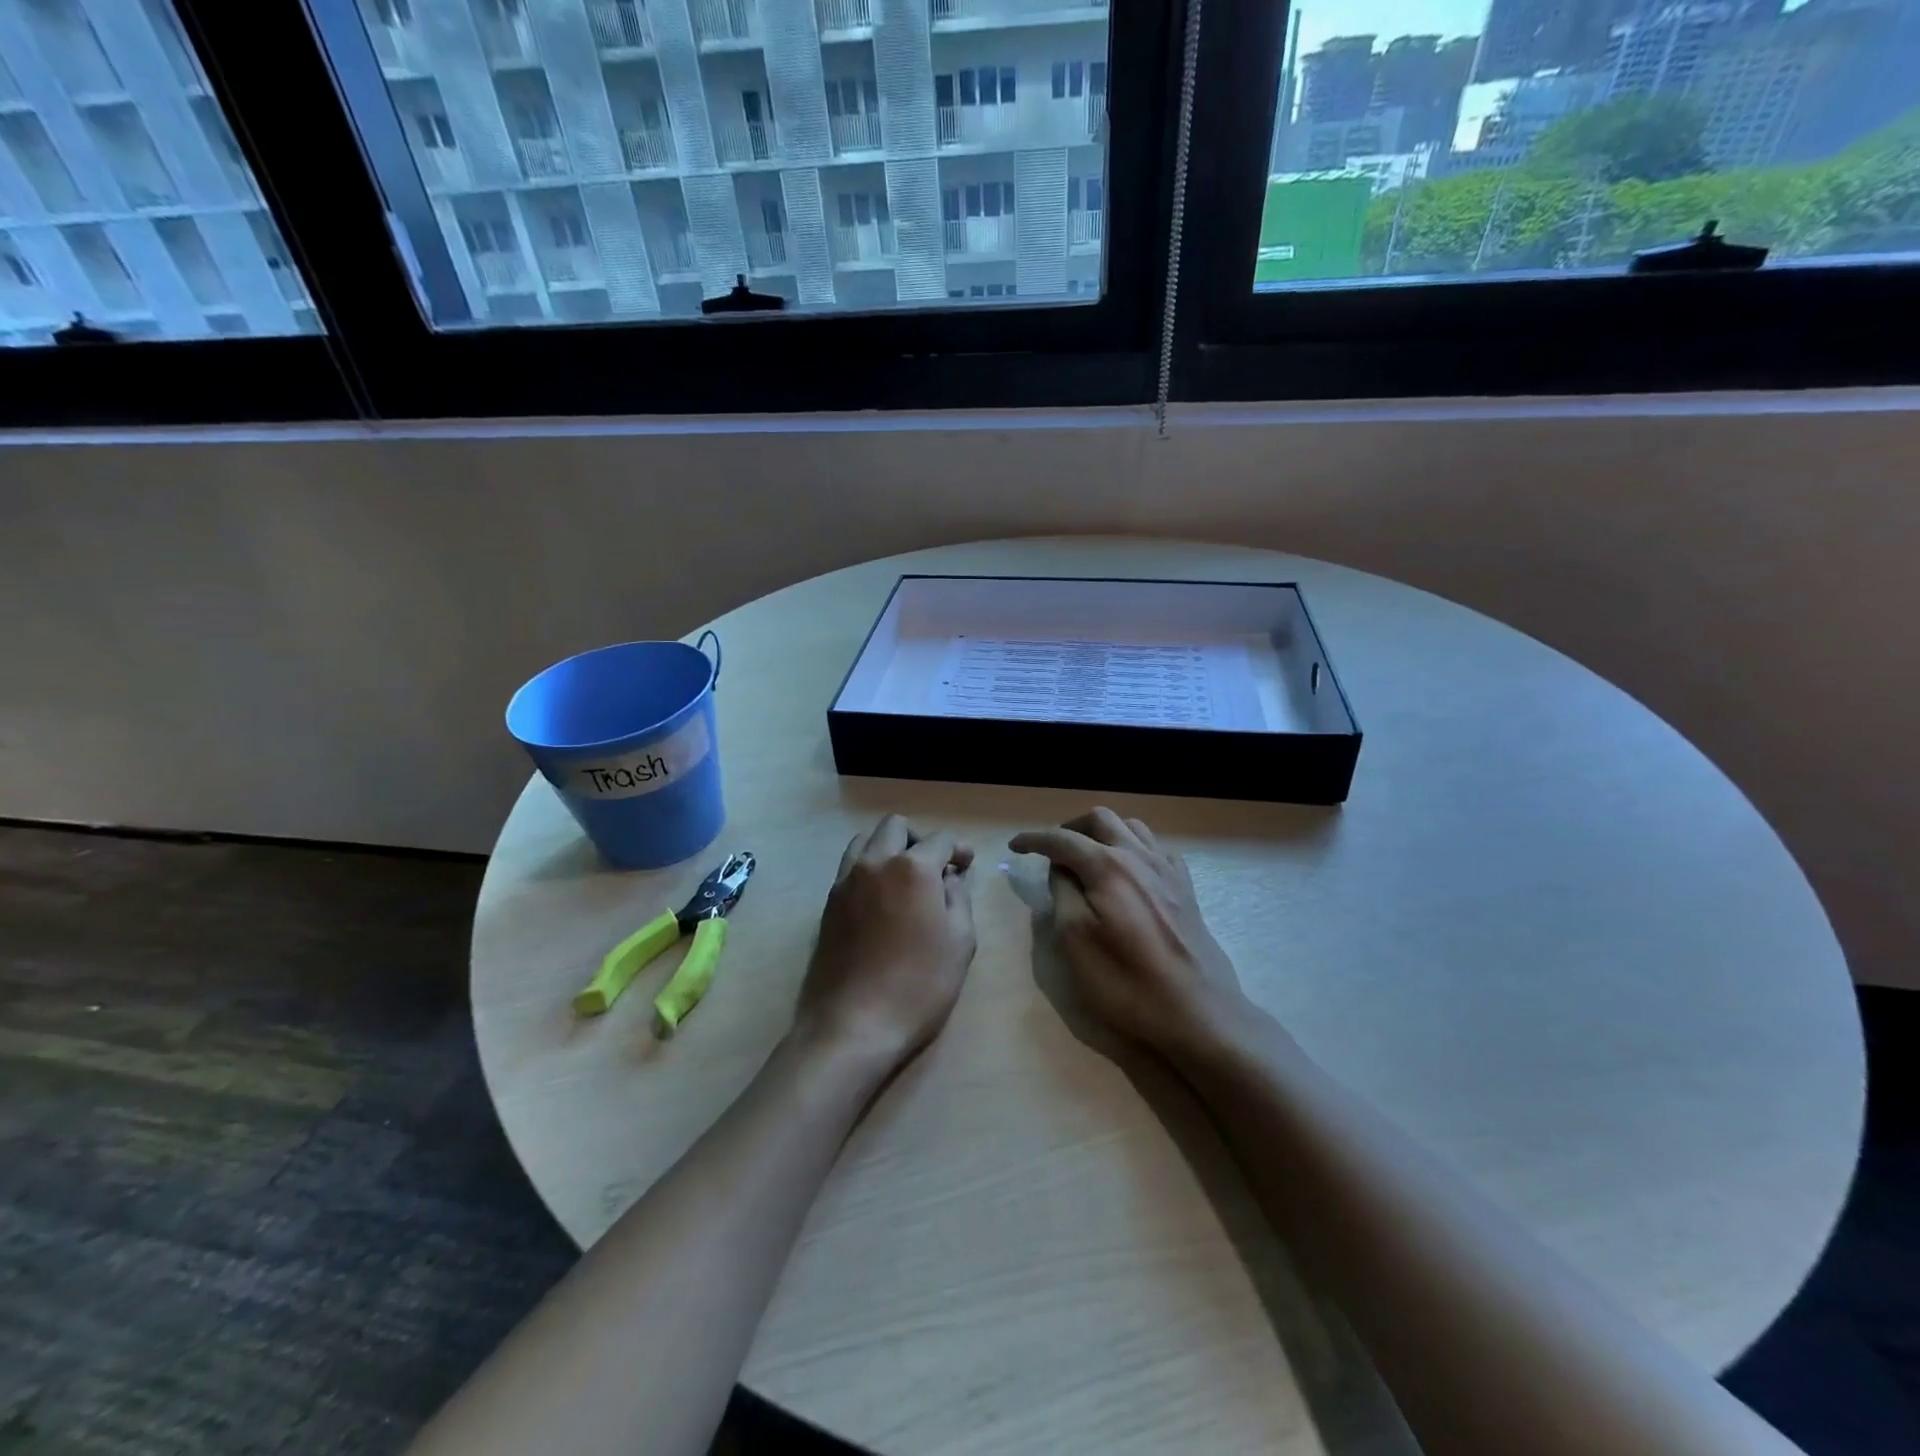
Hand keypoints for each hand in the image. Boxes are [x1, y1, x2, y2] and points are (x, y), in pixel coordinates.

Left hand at [795, 814, 977, 1069]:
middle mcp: (875, 863)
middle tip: (934, 868)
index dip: (958, 849)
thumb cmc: (918, 985)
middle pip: (896, 827)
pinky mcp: (828, 903)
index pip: (940, 839)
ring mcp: (846, 881)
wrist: (853, 1024)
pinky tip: (880, 900)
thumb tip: (950, 877)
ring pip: (865, 840)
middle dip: (919, 839)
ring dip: (888, 848)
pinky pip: (849, 867)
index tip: (966, 866)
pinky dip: (868, 868)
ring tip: (903, 879)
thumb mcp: (960, 942)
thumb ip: (958, 898)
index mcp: (912, 869)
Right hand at [1010, 808, 1250, 1060]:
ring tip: (1087, 856)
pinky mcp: (1186, 890)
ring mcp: (1168, 870)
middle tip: (1052, 850)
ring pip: (1132, 828)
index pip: (1062, 839)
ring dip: (1103, 833)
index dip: (1034, 839)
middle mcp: (1139, 856)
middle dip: (1071, 827)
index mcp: (1108, 866)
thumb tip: (1061, 869)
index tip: (1014, 846)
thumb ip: (1062, 894)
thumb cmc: (1126, 981)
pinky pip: (1156, 849)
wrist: (1197, 1012)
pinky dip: (1133, 848)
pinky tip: (1129, 872)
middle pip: (1101, 819)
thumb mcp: (1075, 941)